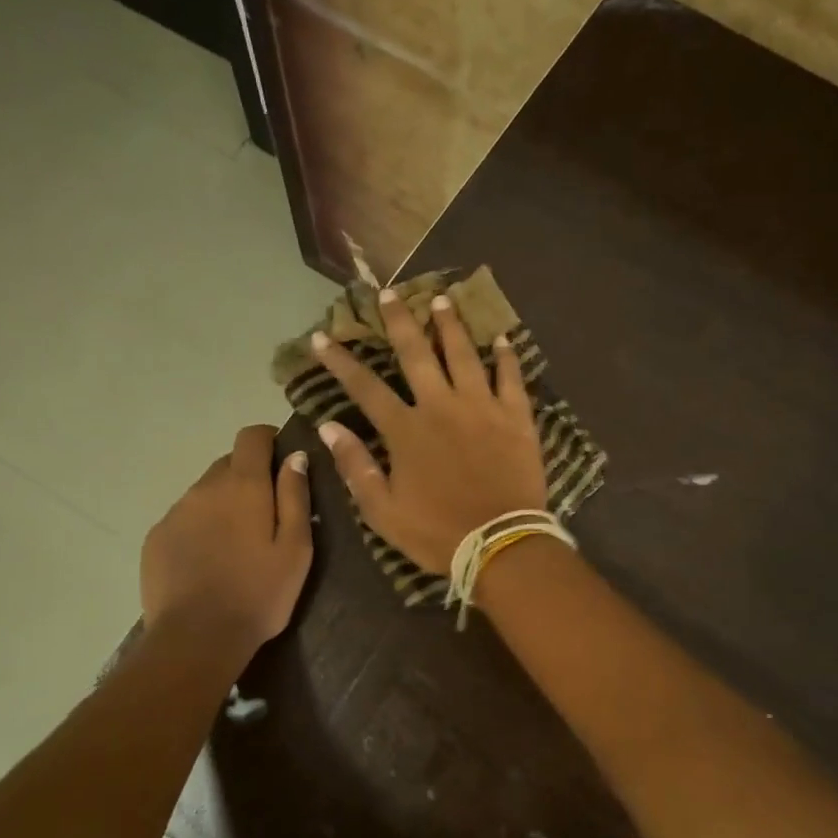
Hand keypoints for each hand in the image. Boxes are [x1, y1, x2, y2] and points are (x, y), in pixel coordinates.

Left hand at [140, 425, 312, 656]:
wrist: (197, 638)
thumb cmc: (259, 594)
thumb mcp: (296, 549)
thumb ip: (296, 497)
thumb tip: (294, 456)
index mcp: (243, 486)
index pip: (251, 437)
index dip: (269, 439)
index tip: (282, 459)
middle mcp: (204, 489)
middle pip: (228, 464)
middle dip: (249, 477)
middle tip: (267, 514)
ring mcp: (176, 513)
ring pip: (205, 493)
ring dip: (223, 504)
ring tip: (237, 544)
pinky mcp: (156, 538)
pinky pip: (184, 518)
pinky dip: (200, 527)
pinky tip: (210, 561)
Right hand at [310, 287, 547, 574]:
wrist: (501, 544)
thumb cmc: (437, 532)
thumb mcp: (383, 511)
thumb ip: (356, 466)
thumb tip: (329, 427)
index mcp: (406, 430)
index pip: (365, 387)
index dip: (340, 362)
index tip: (321, 336)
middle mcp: (441, 406)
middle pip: (416, 354)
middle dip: (399, 321)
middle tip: (388, 293)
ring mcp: (482, 407)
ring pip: (464, 354)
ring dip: (450, 325)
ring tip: (442, 299)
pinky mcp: (516, 417)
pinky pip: (512, 378)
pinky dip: (507, 356)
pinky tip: (502, 338)